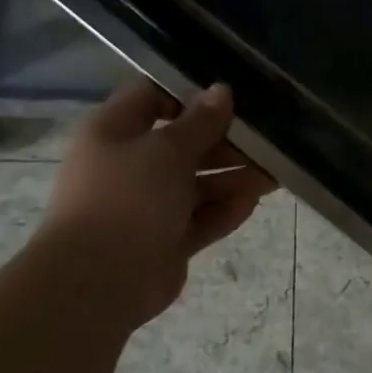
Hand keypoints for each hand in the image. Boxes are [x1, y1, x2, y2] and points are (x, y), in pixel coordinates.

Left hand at [43, 77, 275, 325]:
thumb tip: (221, 91)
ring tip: (273, 172)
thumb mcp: (168, 149)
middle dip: (223, 141)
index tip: (230, 98)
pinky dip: (224, 210)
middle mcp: (128, 165)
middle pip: (181, 144)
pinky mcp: (164, 241)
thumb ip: (200, 122)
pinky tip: (255, 200)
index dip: (189, 95)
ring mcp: (146, 206)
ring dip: (232, 177)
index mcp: (113, 132)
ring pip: (195, 184)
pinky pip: (199, 219)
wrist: (97, 282)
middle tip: (265, 138)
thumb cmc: (127, 198)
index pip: (151, 98)